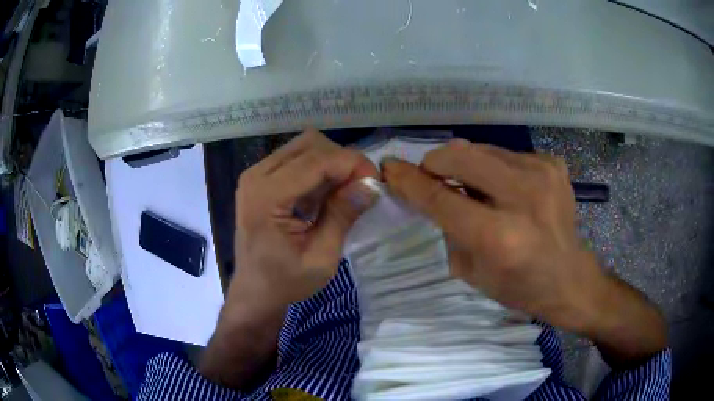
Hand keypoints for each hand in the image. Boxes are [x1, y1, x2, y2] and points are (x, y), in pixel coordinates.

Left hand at [228, 130, 377, 311]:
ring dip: (331, 165)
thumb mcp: (321, 258)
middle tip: (360, 189)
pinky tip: (323, 197)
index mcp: (266, 197)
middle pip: (311, 144)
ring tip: (343, 195)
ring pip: (305, 147)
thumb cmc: (285, 283)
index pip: (317, 160)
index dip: (352, 164)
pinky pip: (296, 159)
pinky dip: (318, 171)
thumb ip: (342, 217)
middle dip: (342, 161)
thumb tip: (371, 185)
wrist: (255, 292)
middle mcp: (256, 176)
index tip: (375, 183)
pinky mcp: (259, 179)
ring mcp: (255, 175)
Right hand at [383, 139, 665, 366]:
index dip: (409, 181)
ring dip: (466, 166)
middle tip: (432, 178)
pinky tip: (505, 190)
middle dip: (436, 163)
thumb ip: (448, 227)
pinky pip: (506, 155)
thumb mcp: (472, 272)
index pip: (441, 198)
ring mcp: (542, 173)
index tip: (389, 167)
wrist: (571, 279)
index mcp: (499, 237)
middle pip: (460, 157)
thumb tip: (432, 189)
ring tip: (473, 189)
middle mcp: (523, 197)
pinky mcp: (553, 164)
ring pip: (482, 150)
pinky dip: (494, 169)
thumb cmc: (520, 287)